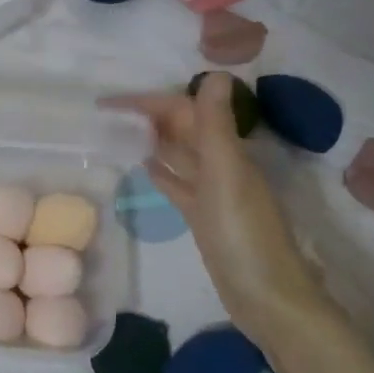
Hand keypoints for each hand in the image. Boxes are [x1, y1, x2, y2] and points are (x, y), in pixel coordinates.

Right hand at [105, 73, 339, 349]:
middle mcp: (222, 166)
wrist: (268, 300)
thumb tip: (217, 72)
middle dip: (149, 117)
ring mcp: (213, 194)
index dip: (149, 102)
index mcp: (227, 152)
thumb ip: (216, 127)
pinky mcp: (204, 218)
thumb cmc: (244, 237)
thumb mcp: (227, 176)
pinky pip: (180, 185)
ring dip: (153, 140)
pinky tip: (143, 167)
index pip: (184, 112)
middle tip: (106, 114)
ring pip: (179, 155)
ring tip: (117, 133)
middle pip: (182, 130)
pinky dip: (163, 172)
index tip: (109, 101)